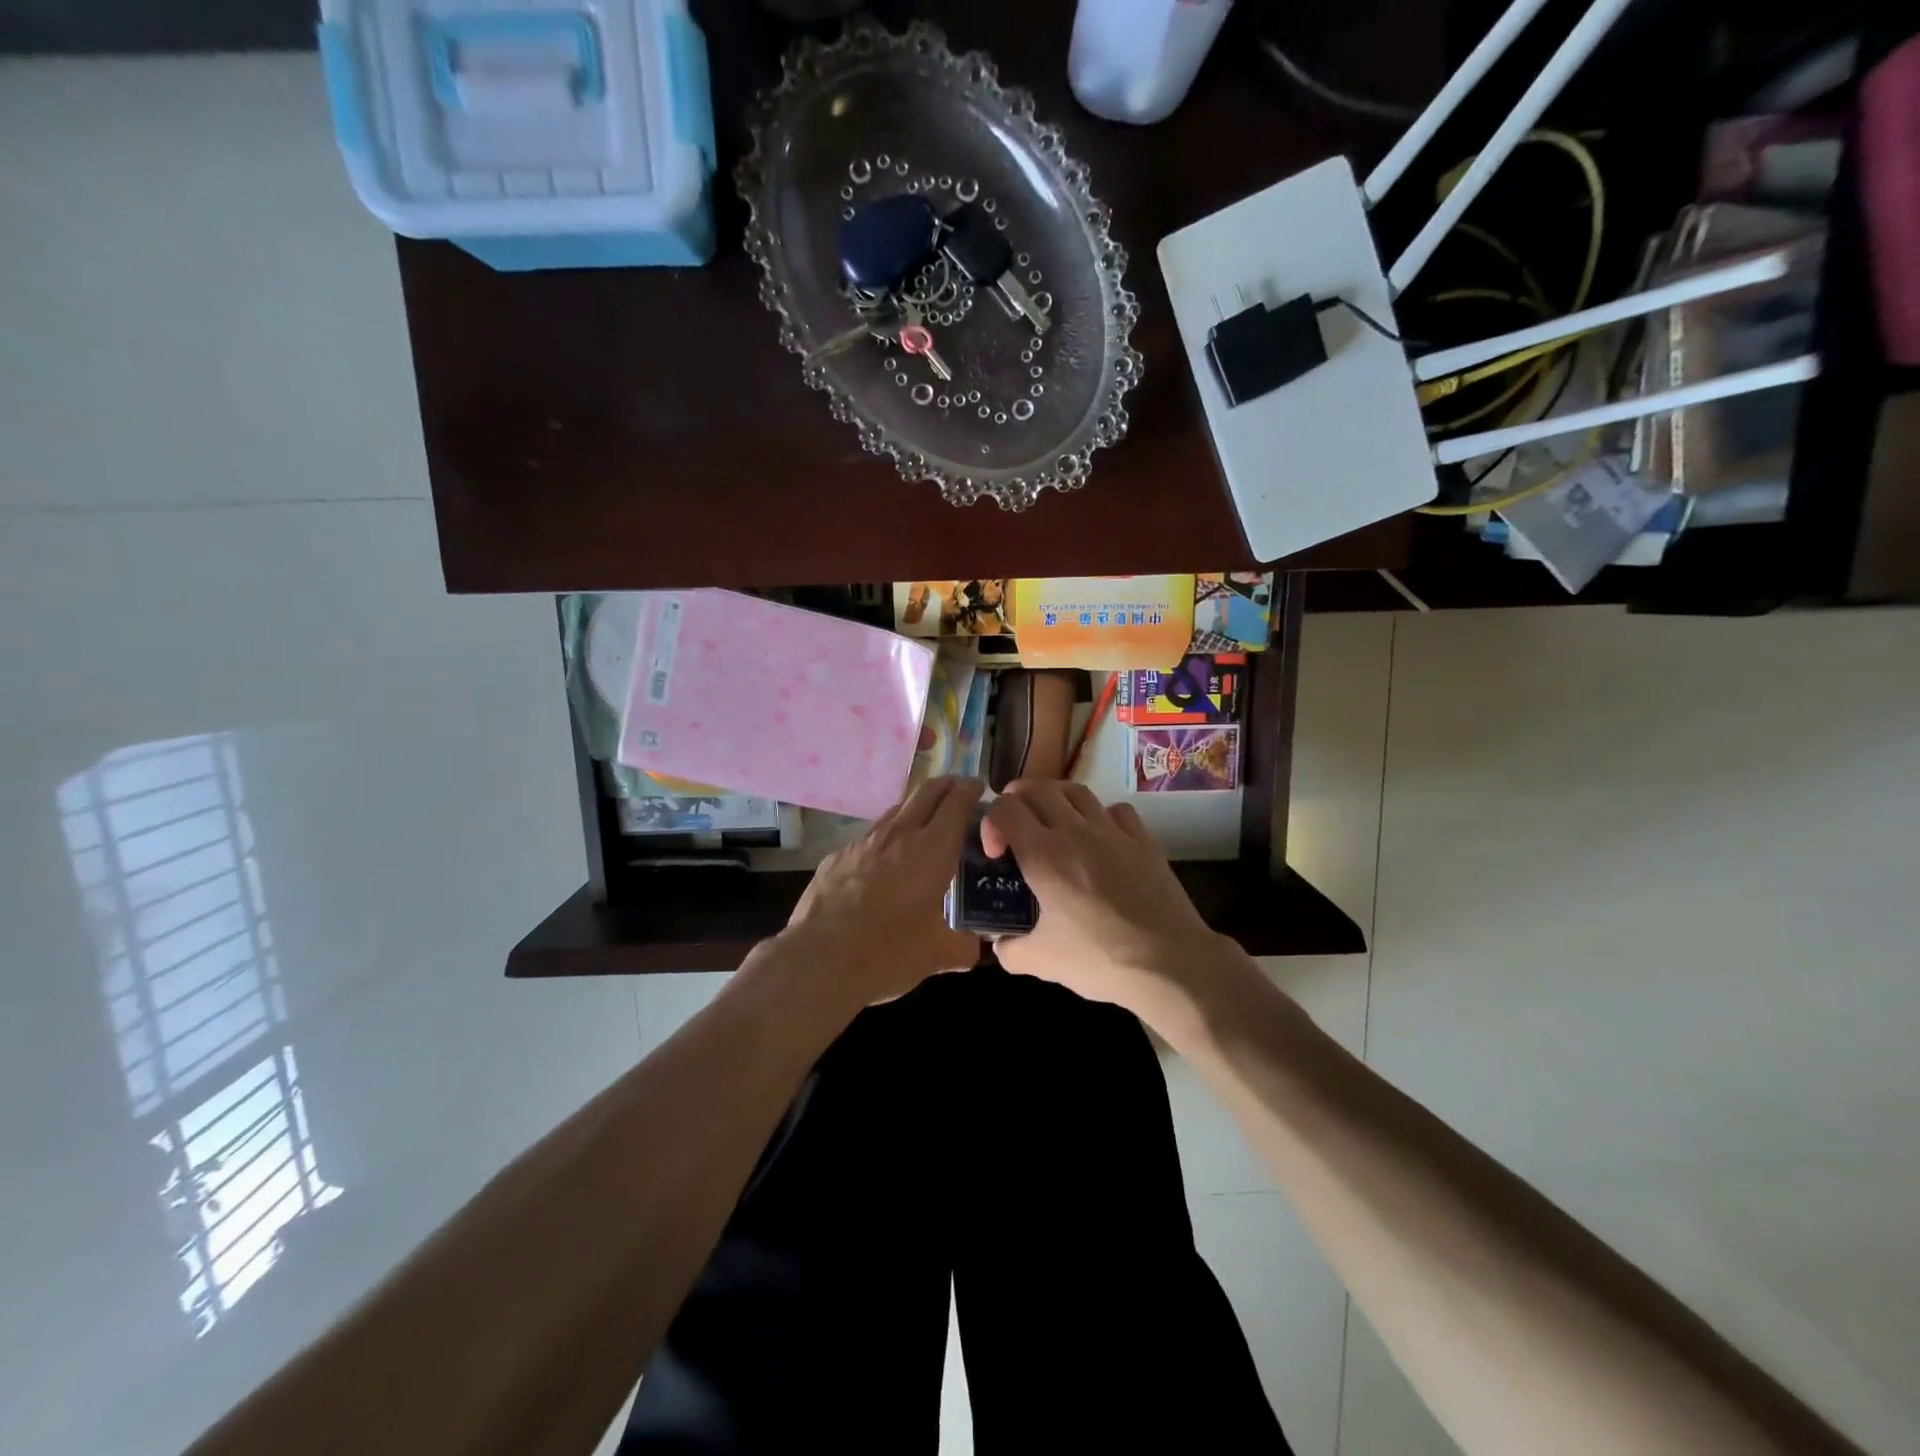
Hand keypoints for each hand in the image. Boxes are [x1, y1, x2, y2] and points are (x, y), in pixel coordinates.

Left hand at [779, 776, 984, 1007]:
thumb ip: (963, 947)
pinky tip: (884, 862)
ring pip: (896, 811)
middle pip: (926, 792)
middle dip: (945, 786)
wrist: (818, 960)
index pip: (956, 802)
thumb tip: (974, 948)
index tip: (978, 787)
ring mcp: (864, 842)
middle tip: (958, 792)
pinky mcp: (837, 856)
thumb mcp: (936, 955)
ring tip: (924, 825)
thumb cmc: (887, 953)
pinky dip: (886, 838)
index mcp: (932, 850)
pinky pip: (869, 837)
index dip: (970, 789)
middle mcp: (899, 834)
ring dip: (915, 809)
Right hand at [981, 780, 1250, 1028]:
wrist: (1170, 963)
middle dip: (1017, 800)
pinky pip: (1116, 810)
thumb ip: (1010, 948)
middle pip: (1037, 788)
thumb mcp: (1041, 961)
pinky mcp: (1144, 840)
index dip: (990, 823)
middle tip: (1015, 827)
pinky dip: (1100, 815)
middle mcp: (1075, 831)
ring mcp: (1113, 832)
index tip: (995, 854)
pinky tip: (1100, 839)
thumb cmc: (1100, 960)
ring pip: (1076, 790)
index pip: (1005, 809)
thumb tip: (1001, 942)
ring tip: (1052, 824)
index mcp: (1043, 855)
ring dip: (1056, 799)